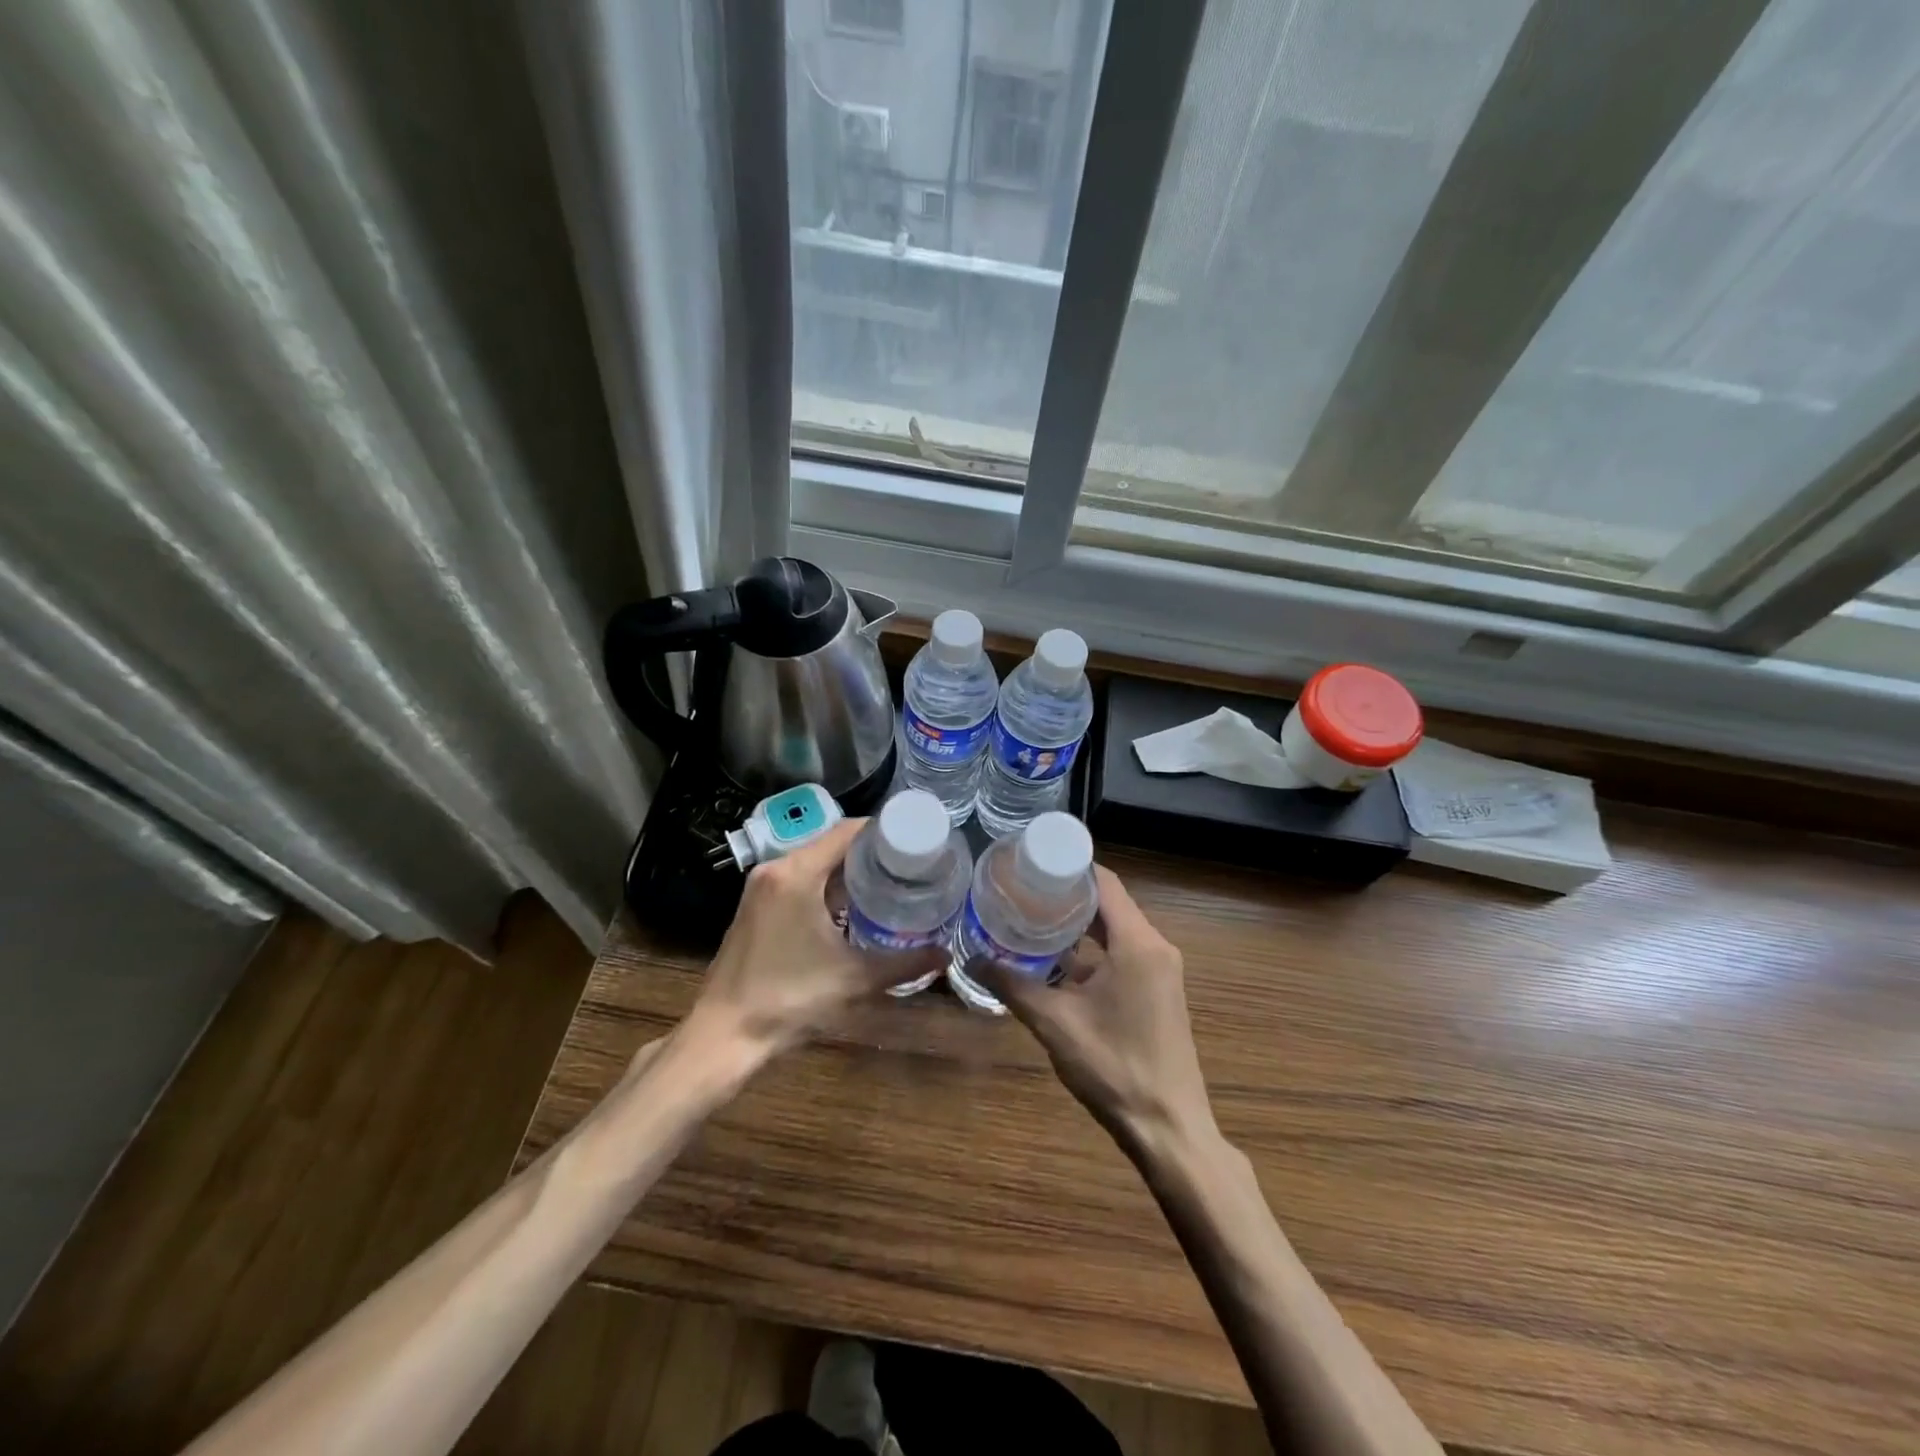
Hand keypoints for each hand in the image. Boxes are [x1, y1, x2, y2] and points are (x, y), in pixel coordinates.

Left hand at [687, 818, 947, 1060]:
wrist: (725, 1035)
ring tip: (887, 883)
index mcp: (797, 873)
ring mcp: (760, 887)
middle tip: (908, 865)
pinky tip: (849, 907)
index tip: (915, 842)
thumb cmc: (790, 1000)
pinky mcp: (754, 906)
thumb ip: (905, 964)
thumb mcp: (855, 979)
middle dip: (869, 852)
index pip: (846, 831)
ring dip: (847, 870)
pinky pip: (797, 880)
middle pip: (830, 844)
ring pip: (813, 862)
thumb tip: (945, 955)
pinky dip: (825, 885)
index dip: (883, 831)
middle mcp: (775, 869)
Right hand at [977, 866, 1216, 1159]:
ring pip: (1116, 930)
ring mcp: (1161, 971)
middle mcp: (1155, 947)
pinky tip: (1056, 961)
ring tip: (1032, 917)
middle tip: (1021, 889)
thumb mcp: (1055, 1023)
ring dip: (1079, 924)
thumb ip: (1012, 986)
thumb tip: (970, 959)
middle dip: (1067, 894)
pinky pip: (1124, 953)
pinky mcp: (1159, 992)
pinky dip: (1092, 950)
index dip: (1069, 867)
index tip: (1031, 861)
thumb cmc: (1114, 1067)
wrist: (1169, 1129)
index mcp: (1138, 943)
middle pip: (1109, 903)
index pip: (1104, 883)